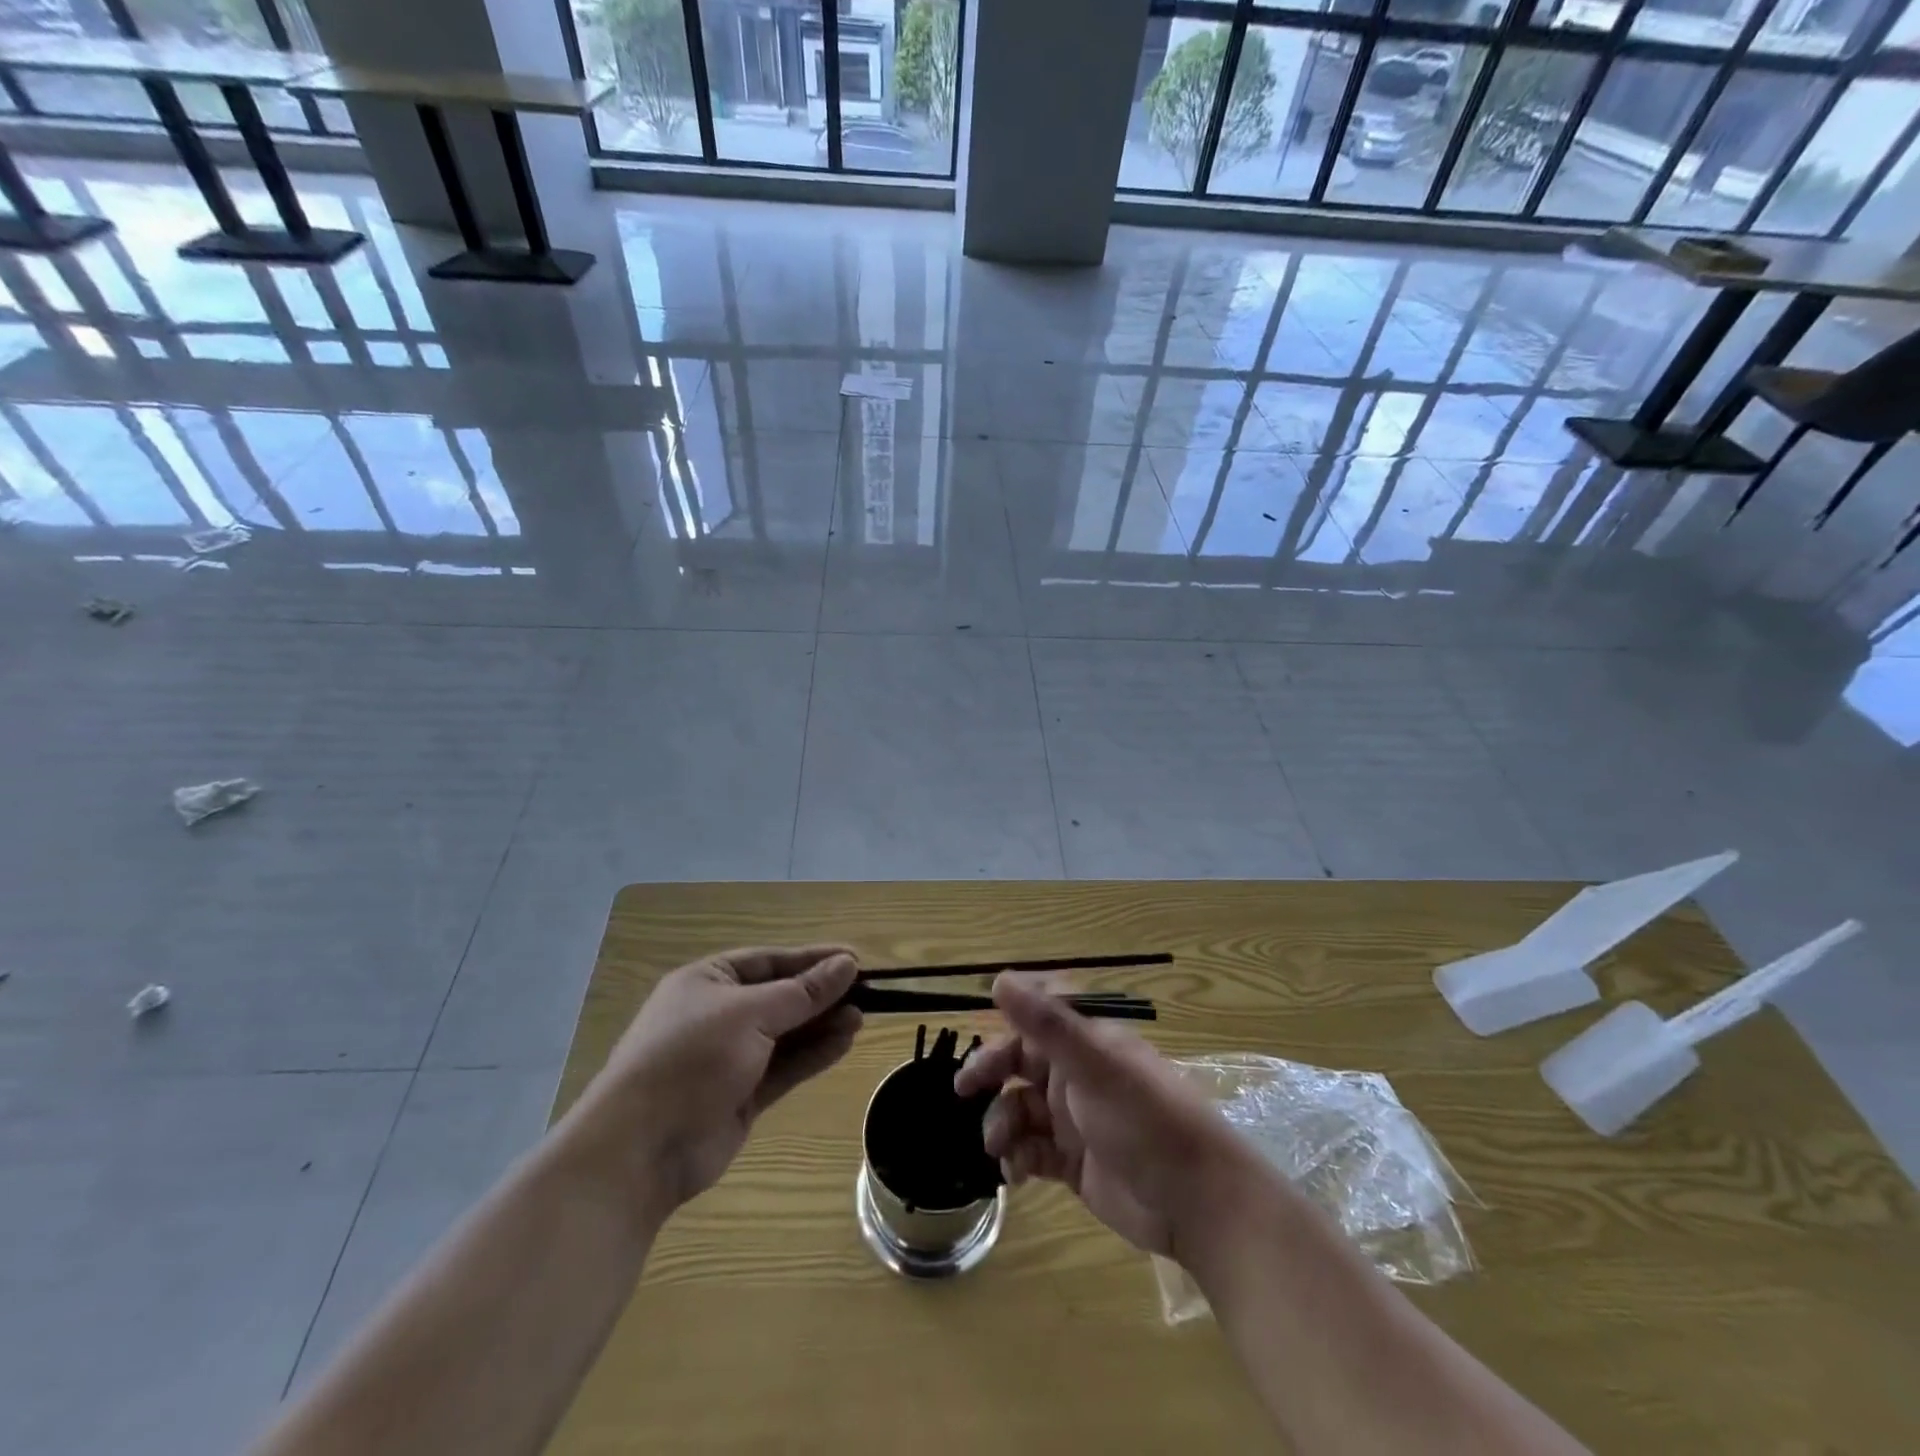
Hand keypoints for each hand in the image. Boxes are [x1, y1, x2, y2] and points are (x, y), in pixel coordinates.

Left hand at [572, 946, 861, 1218]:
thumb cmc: (691, 1059)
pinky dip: (813, 1055)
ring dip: (822, 1024)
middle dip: (820, 994)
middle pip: (780, 996)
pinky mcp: (741, 1095)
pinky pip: (785, 1067)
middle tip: (866, 992)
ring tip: (862, 1018)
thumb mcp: (750, 1013)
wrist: (640, 1150)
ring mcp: (729, 1057)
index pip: (769, 961)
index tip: (854, 959)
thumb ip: (802, 992)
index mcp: (708, 981)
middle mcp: (718, 1015)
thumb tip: (847, 964)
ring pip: (786, 1033)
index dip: (812, 958)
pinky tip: (844, 1043)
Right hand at [955, 975, 1263, 1261]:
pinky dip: (1018, 1158)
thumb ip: (1046, 1023)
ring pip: (1021, 1109)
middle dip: (991, 1074)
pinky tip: (1016, 1174)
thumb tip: (999, 978)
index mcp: (1087, 1043)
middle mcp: (1078, 1076)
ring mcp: (1076, 1121)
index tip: (975, 1037)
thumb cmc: (1146, 1119)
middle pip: (1020, 1064)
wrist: (1196, 1202)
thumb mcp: (1094, 1064)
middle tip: (963, 1090)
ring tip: (1000, 1147)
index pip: (1035, 1022)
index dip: (1003, 1028)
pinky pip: (1032, 1151)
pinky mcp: (1075, 1164)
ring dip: (1002, 1123)